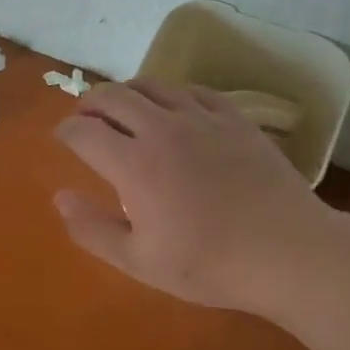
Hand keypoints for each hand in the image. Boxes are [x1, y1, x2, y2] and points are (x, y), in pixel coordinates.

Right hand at [54, 80, 341, 317]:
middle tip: (86, 117)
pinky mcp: (234, 118)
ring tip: (122, 106)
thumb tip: (60, 197)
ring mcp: (201, 118)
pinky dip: (171, 93)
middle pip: (112, 96)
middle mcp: (160, 129)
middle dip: (89, 103)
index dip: (65, 131)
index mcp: (133, 164)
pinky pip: (193, 90)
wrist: (290, 253)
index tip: (63, 138)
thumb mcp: (140, 262)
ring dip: (127, 91)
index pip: (83, 131)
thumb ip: (93, 229)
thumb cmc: (210, 264)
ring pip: (151, 85)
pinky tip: (173, 107)